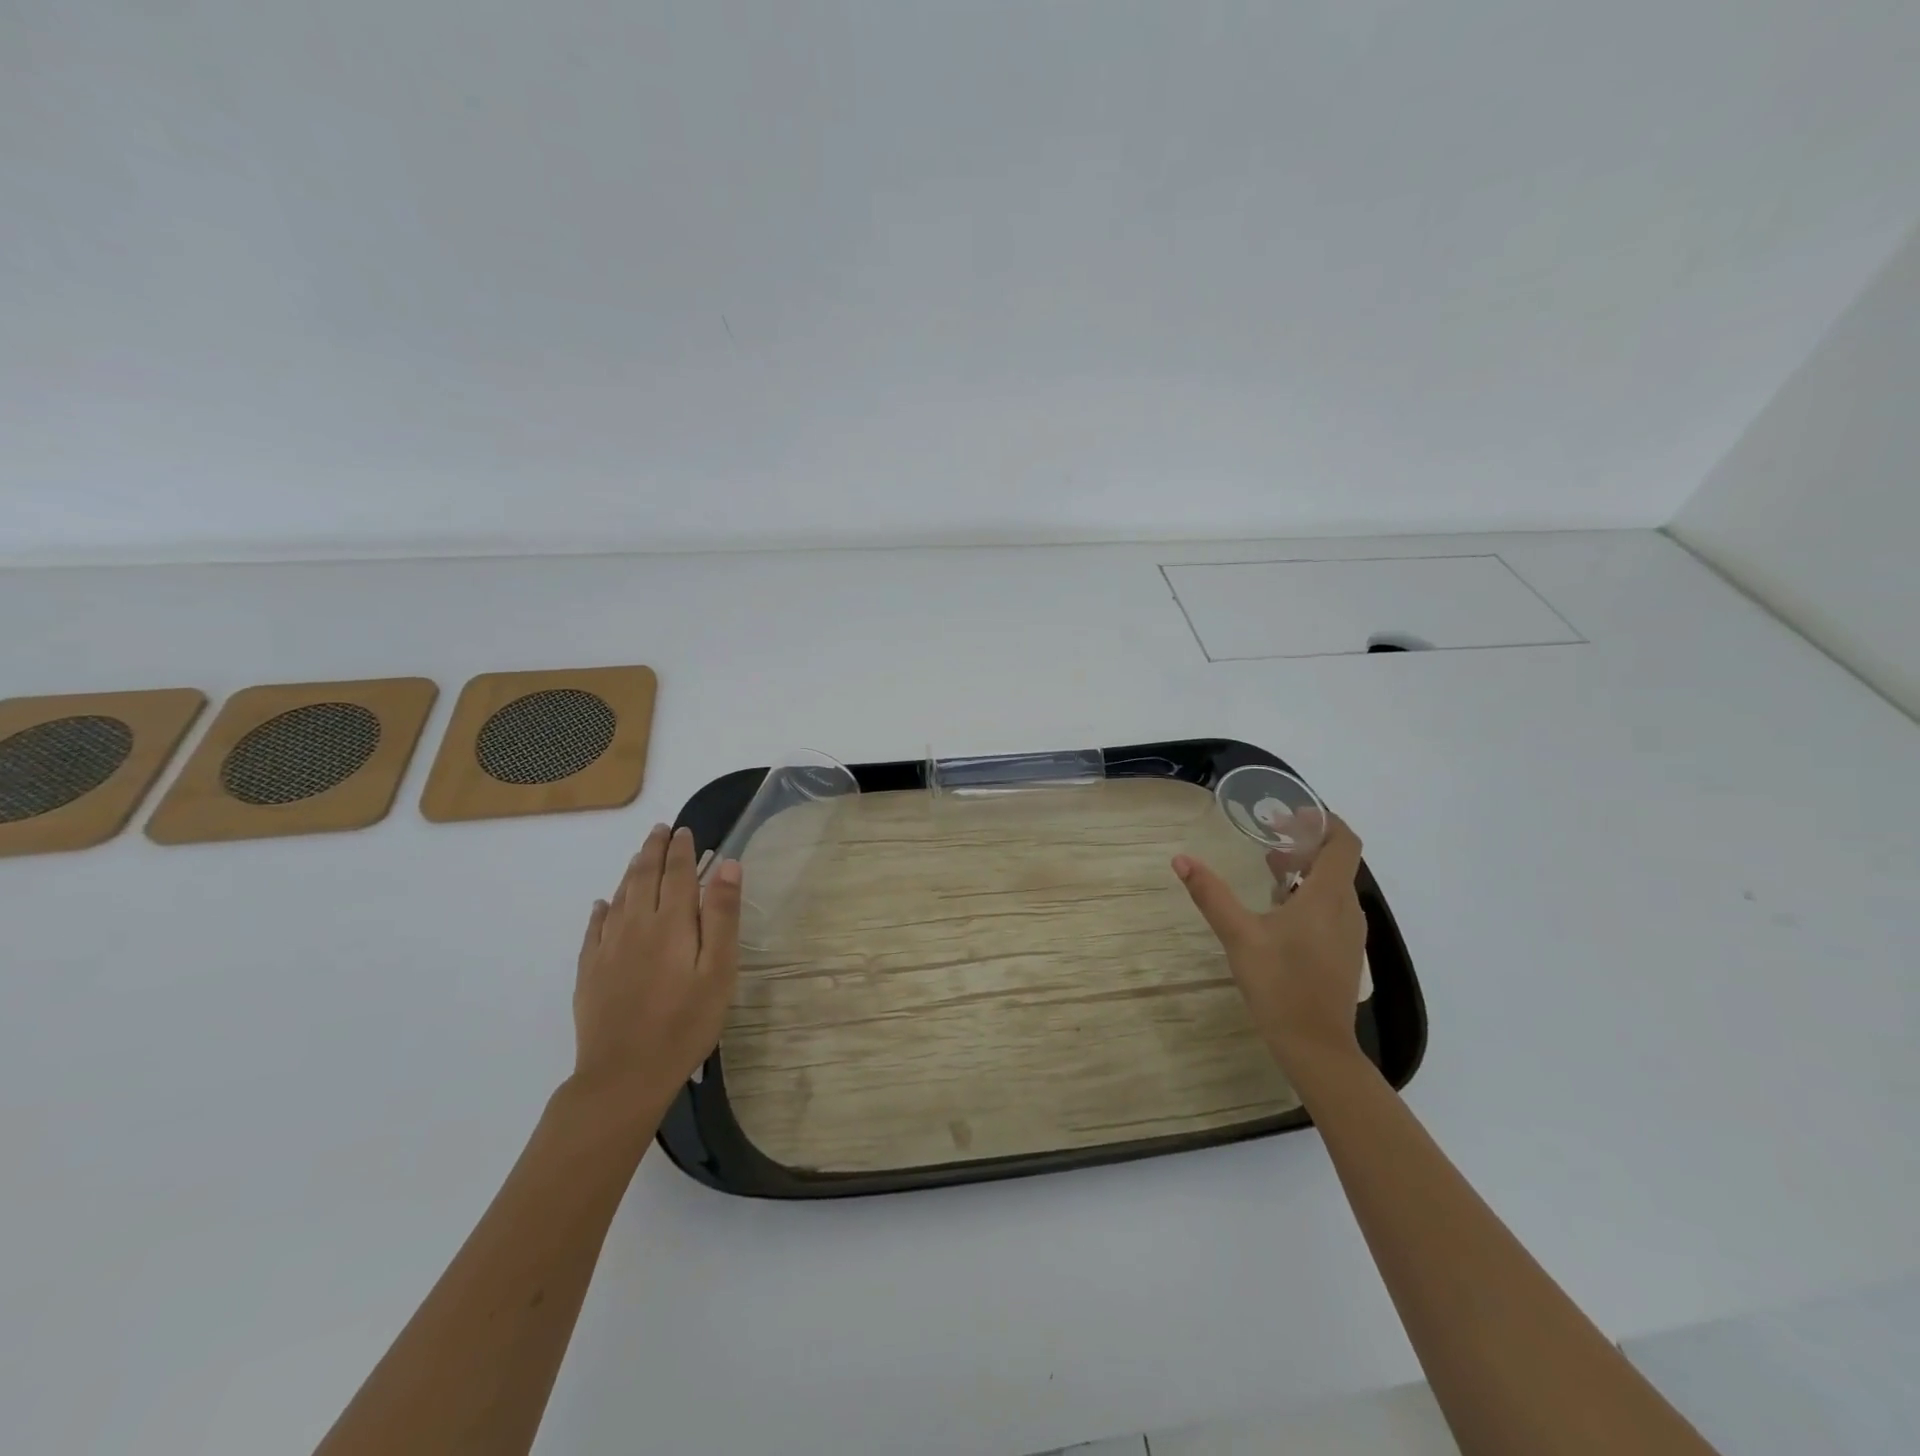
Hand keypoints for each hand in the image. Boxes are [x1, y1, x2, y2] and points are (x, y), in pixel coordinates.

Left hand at [571, 823, 741, 1122]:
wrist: (624, 1075)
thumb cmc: (685, 1023)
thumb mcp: (719, 971)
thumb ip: (721, 916)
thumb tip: (727, 865)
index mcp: (671, 923)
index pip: (677, 874)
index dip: (682, 850)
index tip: (685, 831)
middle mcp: (636, 925)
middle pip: (644, 877)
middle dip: (653, 851)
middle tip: (660, 830)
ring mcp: (608, 948)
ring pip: (619, 896)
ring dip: (631, 871)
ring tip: (639, 856)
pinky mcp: (590, 971)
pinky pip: (594, 928)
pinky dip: (601, 909)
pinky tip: (603, 904)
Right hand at [1172, 815, 1367, 1073]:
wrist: (1315, 1047)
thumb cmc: (1280, 985)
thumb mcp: (1239, 936)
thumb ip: (1211, 895)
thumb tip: (1181, 859)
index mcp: (1327, 897)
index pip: (1344, 842)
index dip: (1323, 821)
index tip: (1290, 815)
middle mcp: (1347, 909)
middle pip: (1337, 862)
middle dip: (1306, 843)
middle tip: (1269, 839)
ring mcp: (1349, 934)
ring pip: (1334, 886)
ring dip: (1307, 871)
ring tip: (1270, 871)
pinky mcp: (1344, 953)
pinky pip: (1333, 908)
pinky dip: (1311, 895)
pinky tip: (1279, 911)